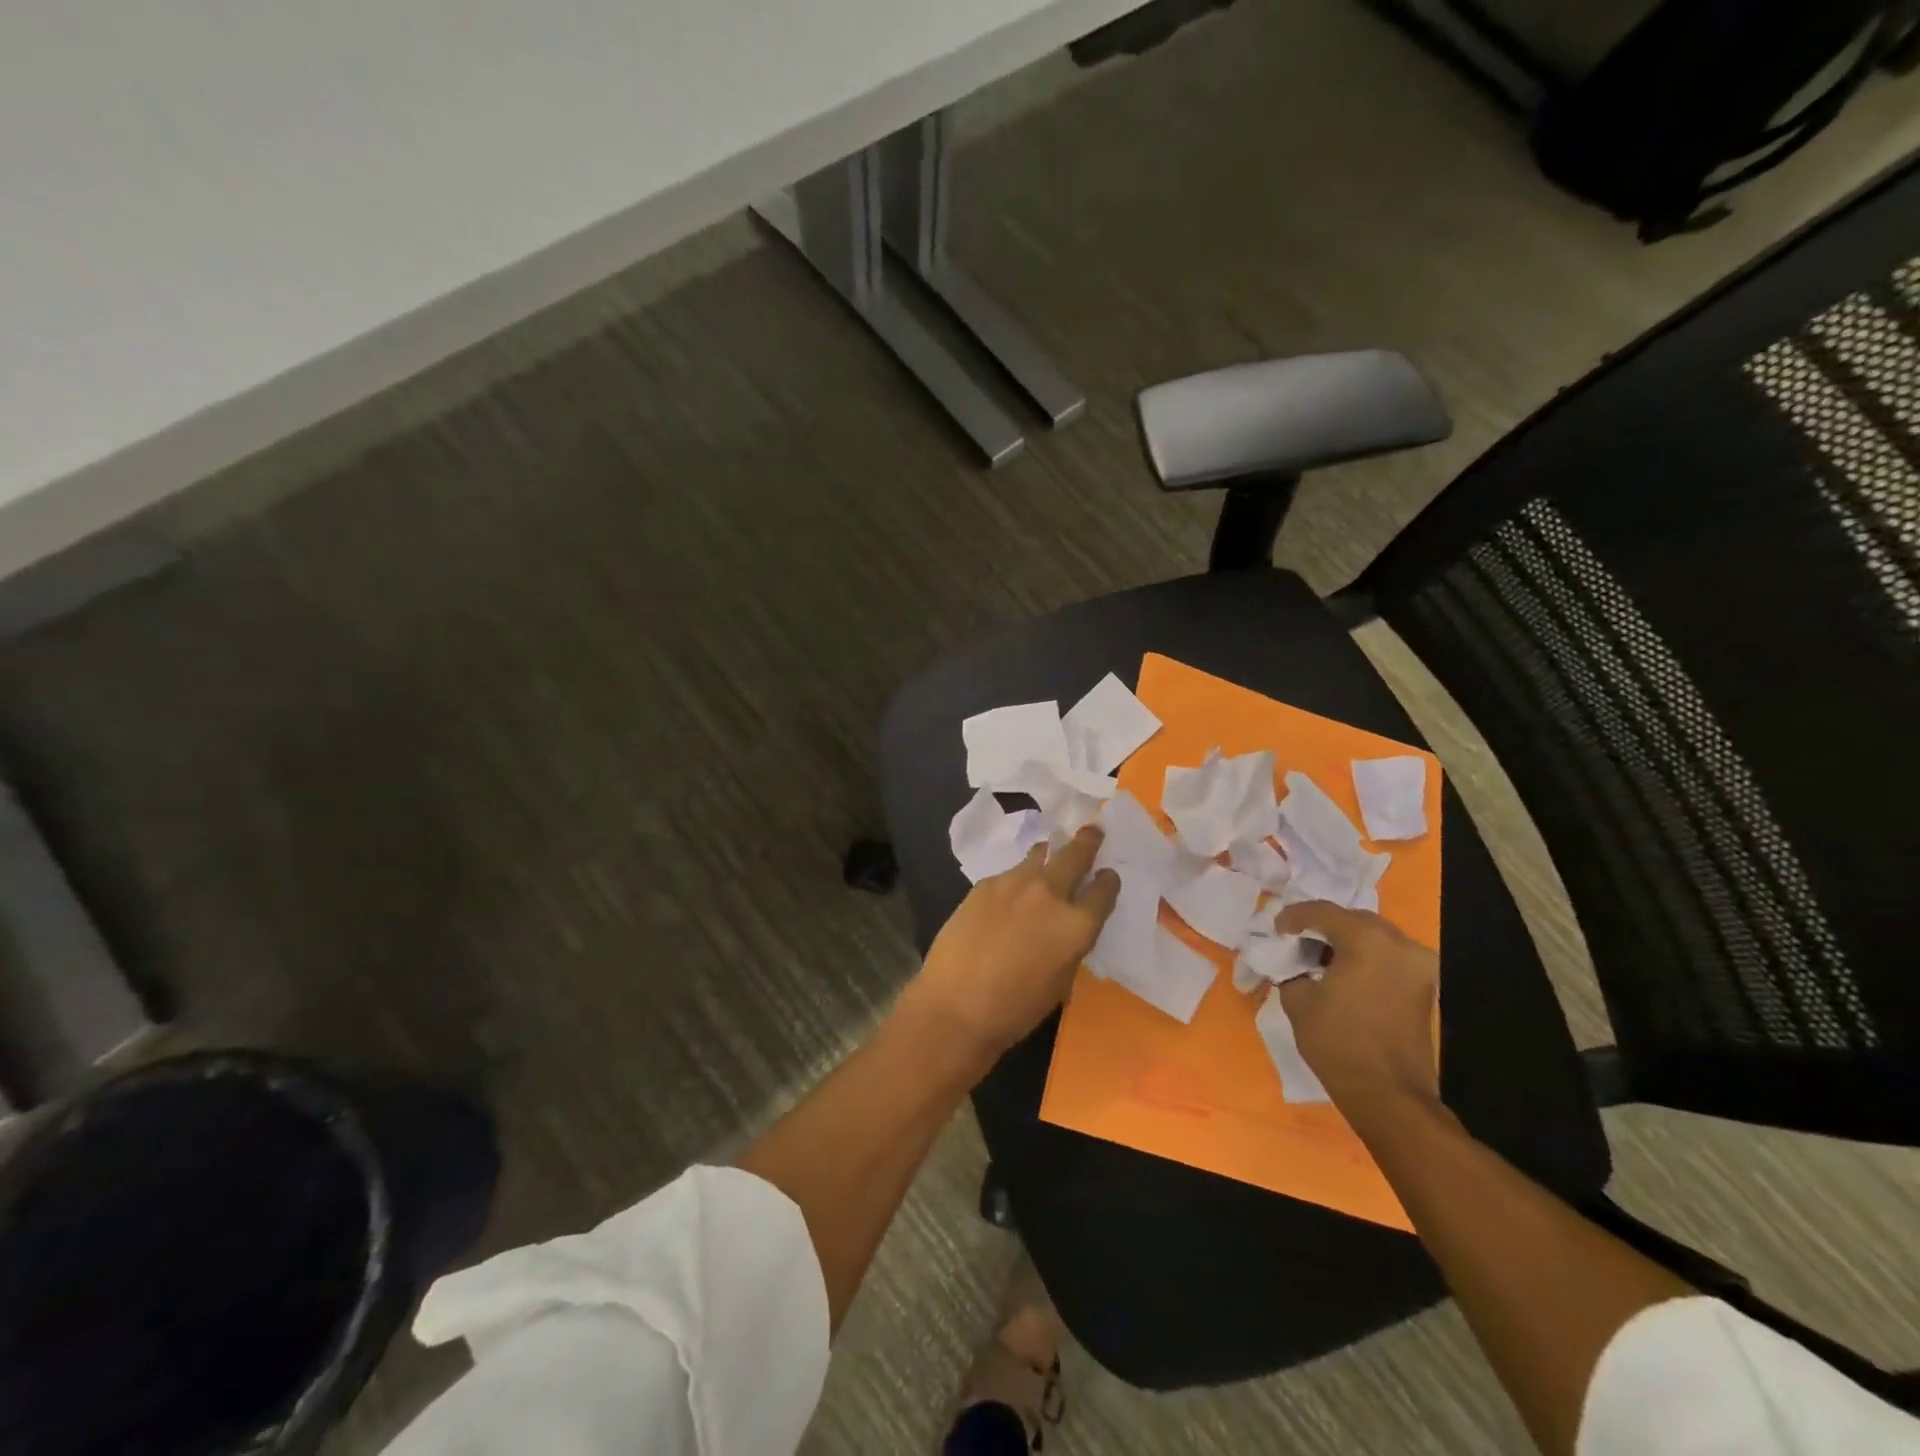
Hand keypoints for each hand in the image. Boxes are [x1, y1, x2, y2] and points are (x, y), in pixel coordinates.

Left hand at [900, 826, 1119, 1064]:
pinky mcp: (985, 884)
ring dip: (1049, 854)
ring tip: (1050, 853)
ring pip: (1039, 855)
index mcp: (1076, 924)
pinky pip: (1009, 874)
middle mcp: (1050, 894)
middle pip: (1075, 854)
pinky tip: (1009, 894)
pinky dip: (1017, 879)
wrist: (956, 1004)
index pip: (1104, 890)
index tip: (1107, 876)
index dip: (1108, 882)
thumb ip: (1070, 944)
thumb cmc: (1016, 1009)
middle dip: (1088, 841)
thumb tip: (1067, 927)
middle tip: (1093, 831)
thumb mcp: (1061, 980)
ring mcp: (1014, 883)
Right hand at [1276, 900, 1439, 1112]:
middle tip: (1296, 941)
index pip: (1322, 912)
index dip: (1293, 917)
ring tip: (1318, 958)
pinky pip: (1388, 956)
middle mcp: (1399, 942)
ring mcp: (1418, 964)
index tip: (1276, 931)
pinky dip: (1364, 957)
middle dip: (1322, 926)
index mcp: (1366, 938)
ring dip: (1345, 941)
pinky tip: (1342, 973)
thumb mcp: (1298, 999)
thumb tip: (1293, 961)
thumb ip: (1292, 968)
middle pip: (1352, 919)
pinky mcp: (1425, 986)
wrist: (1389, 1094)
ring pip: (1373, 936)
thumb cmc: (1338, 1042)